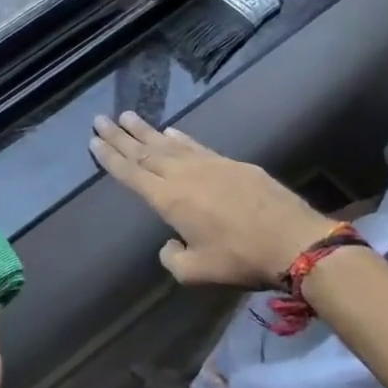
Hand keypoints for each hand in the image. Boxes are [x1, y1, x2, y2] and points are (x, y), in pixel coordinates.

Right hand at [91, 112, 333, 287]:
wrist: (293, 240)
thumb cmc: (240, 259)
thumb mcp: (197, 271)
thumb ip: (173, 258)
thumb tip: (169, 244)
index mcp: (168, 199)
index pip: (131, 173)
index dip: (110, 156)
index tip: (93, 140)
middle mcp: (183, 174)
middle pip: (144, 151)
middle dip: (120, 136)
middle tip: (100, 118)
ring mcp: (209, 164)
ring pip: (168, 143)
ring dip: (145, 130)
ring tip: (127, 116)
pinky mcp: (232, 163)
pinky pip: (196, 145)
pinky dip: (179, 137)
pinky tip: (171, 130)